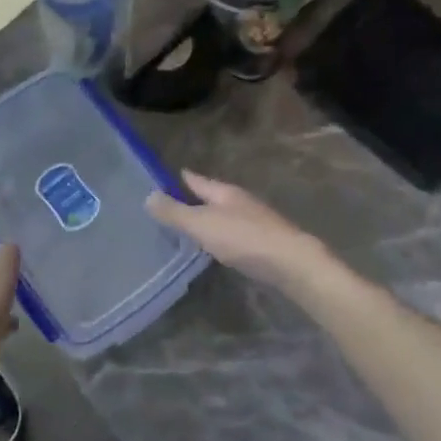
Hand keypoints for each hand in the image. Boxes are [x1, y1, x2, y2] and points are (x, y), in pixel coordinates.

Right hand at [146, 171, 328, 290]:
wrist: (292, 263)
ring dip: (209, 219)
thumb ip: (175, 212)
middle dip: (195, 199)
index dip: (182, 178)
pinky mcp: (264, 243)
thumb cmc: (244, 238)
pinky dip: (222, 236)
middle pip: (213, 196)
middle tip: (173, 203)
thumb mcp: (201, 224)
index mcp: (224, 192)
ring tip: (191, 227)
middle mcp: (241, 202)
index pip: (197, 180)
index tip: (166, 176)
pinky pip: (235, 234)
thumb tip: (148, 196)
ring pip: (225, 215)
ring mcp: (255, 222)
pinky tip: (216, 247)